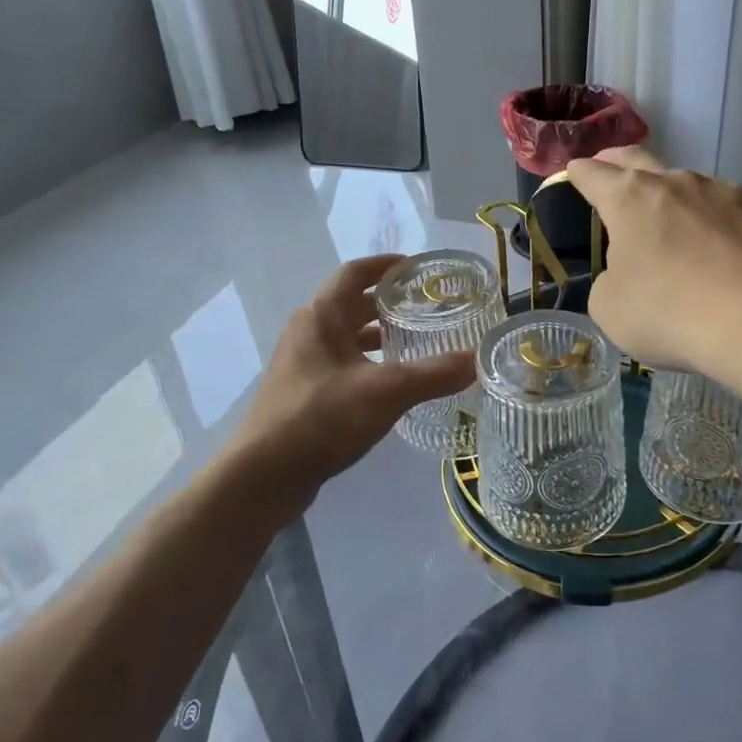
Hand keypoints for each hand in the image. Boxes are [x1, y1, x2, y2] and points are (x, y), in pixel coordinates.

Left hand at [225, 254, 476, 508]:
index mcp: (321, 316)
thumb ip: (434, 374)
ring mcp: (303, 364)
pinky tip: (393, 385)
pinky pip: (343, 364)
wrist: (264, 475)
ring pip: (347, 337)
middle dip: (390, 303)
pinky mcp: (304, 393)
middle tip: (430, 308)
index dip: (388, 266)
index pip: (356, 272)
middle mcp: (308, 332)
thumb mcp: (386, 392)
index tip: (420, 269)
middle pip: (352, 304)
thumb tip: (477, 360)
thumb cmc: (321, 418)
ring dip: (380, 336)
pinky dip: (369, 364)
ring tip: (418, 343)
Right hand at [566, 147, 741, 382]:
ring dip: (680, 202)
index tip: (573, 172)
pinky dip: (730, 223)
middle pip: (639, 159)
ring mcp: (730, 192)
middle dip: (619, 162)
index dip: (578, 173)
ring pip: (695, 187)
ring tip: (682, 230)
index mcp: (630, 199)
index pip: (592, 174)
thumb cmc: (669, 314)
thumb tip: (629, 272)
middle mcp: (679, 183)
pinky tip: (737, 247)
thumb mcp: (610, 308)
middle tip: (610, 166)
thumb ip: (610, 279)